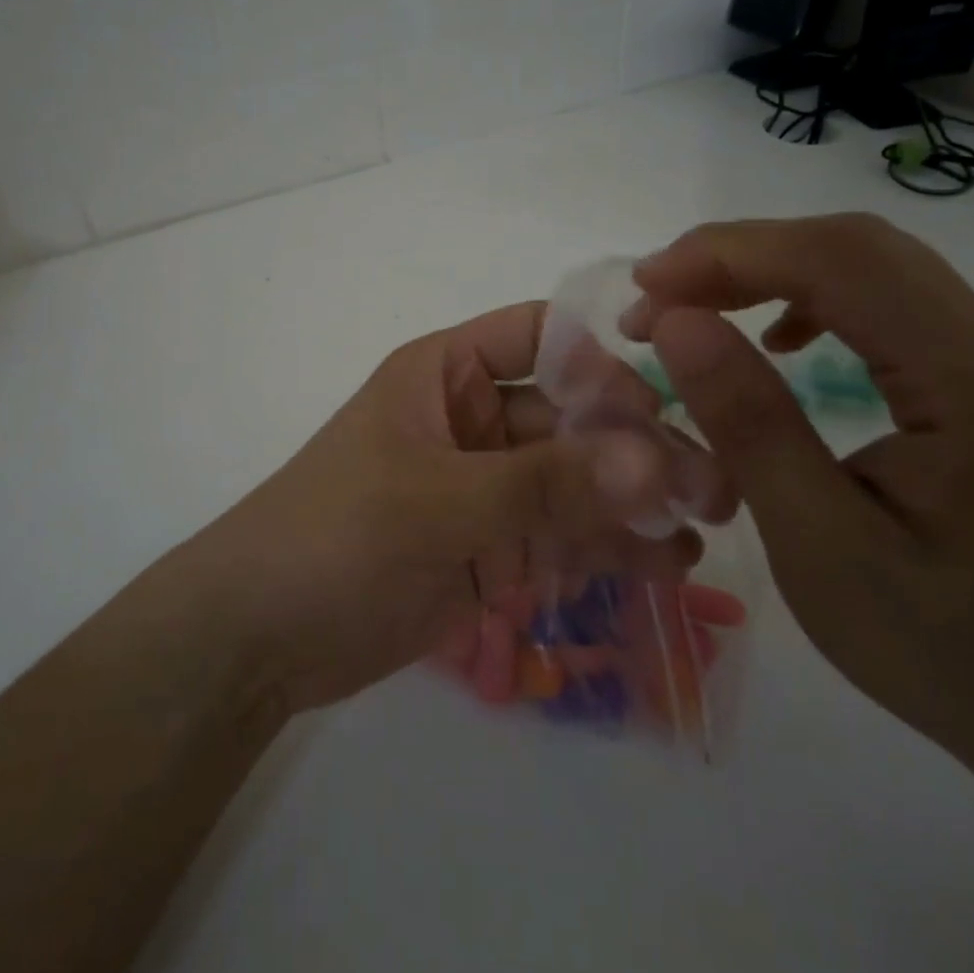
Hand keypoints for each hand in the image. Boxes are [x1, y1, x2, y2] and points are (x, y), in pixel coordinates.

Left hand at [181, 303, 699, 715]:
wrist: (261, 636)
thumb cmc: (334, 535)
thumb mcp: (435, 501)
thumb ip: (544, 484)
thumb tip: (655, 460)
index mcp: (445, 374)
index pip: (538, 336)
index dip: (602, 353)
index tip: (679, 389)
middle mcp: (473, 421)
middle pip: (571, 414)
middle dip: (636, 444)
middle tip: (712, 485)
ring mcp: (486, 487)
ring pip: (576, 479)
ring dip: (634, 498)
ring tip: (706, 525)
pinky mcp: (493, 549)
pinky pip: (562, 535)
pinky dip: (609, 545)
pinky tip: (665, 563)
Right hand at [626, 214, 973, 897]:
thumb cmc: (949, 647)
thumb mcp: (822, 545)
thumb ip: (749, 423)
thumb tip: (675, 321)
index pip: (838, 260)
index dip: (727, 255)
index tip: (644, 286)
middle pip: (852, 247)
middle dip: (737, 257)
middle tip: (654, 299)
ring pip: (865, 265)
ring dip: (765, 274)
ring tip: (693, 314)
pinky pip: (884, 300)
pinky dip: (808, 299)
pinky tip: (774, 340)